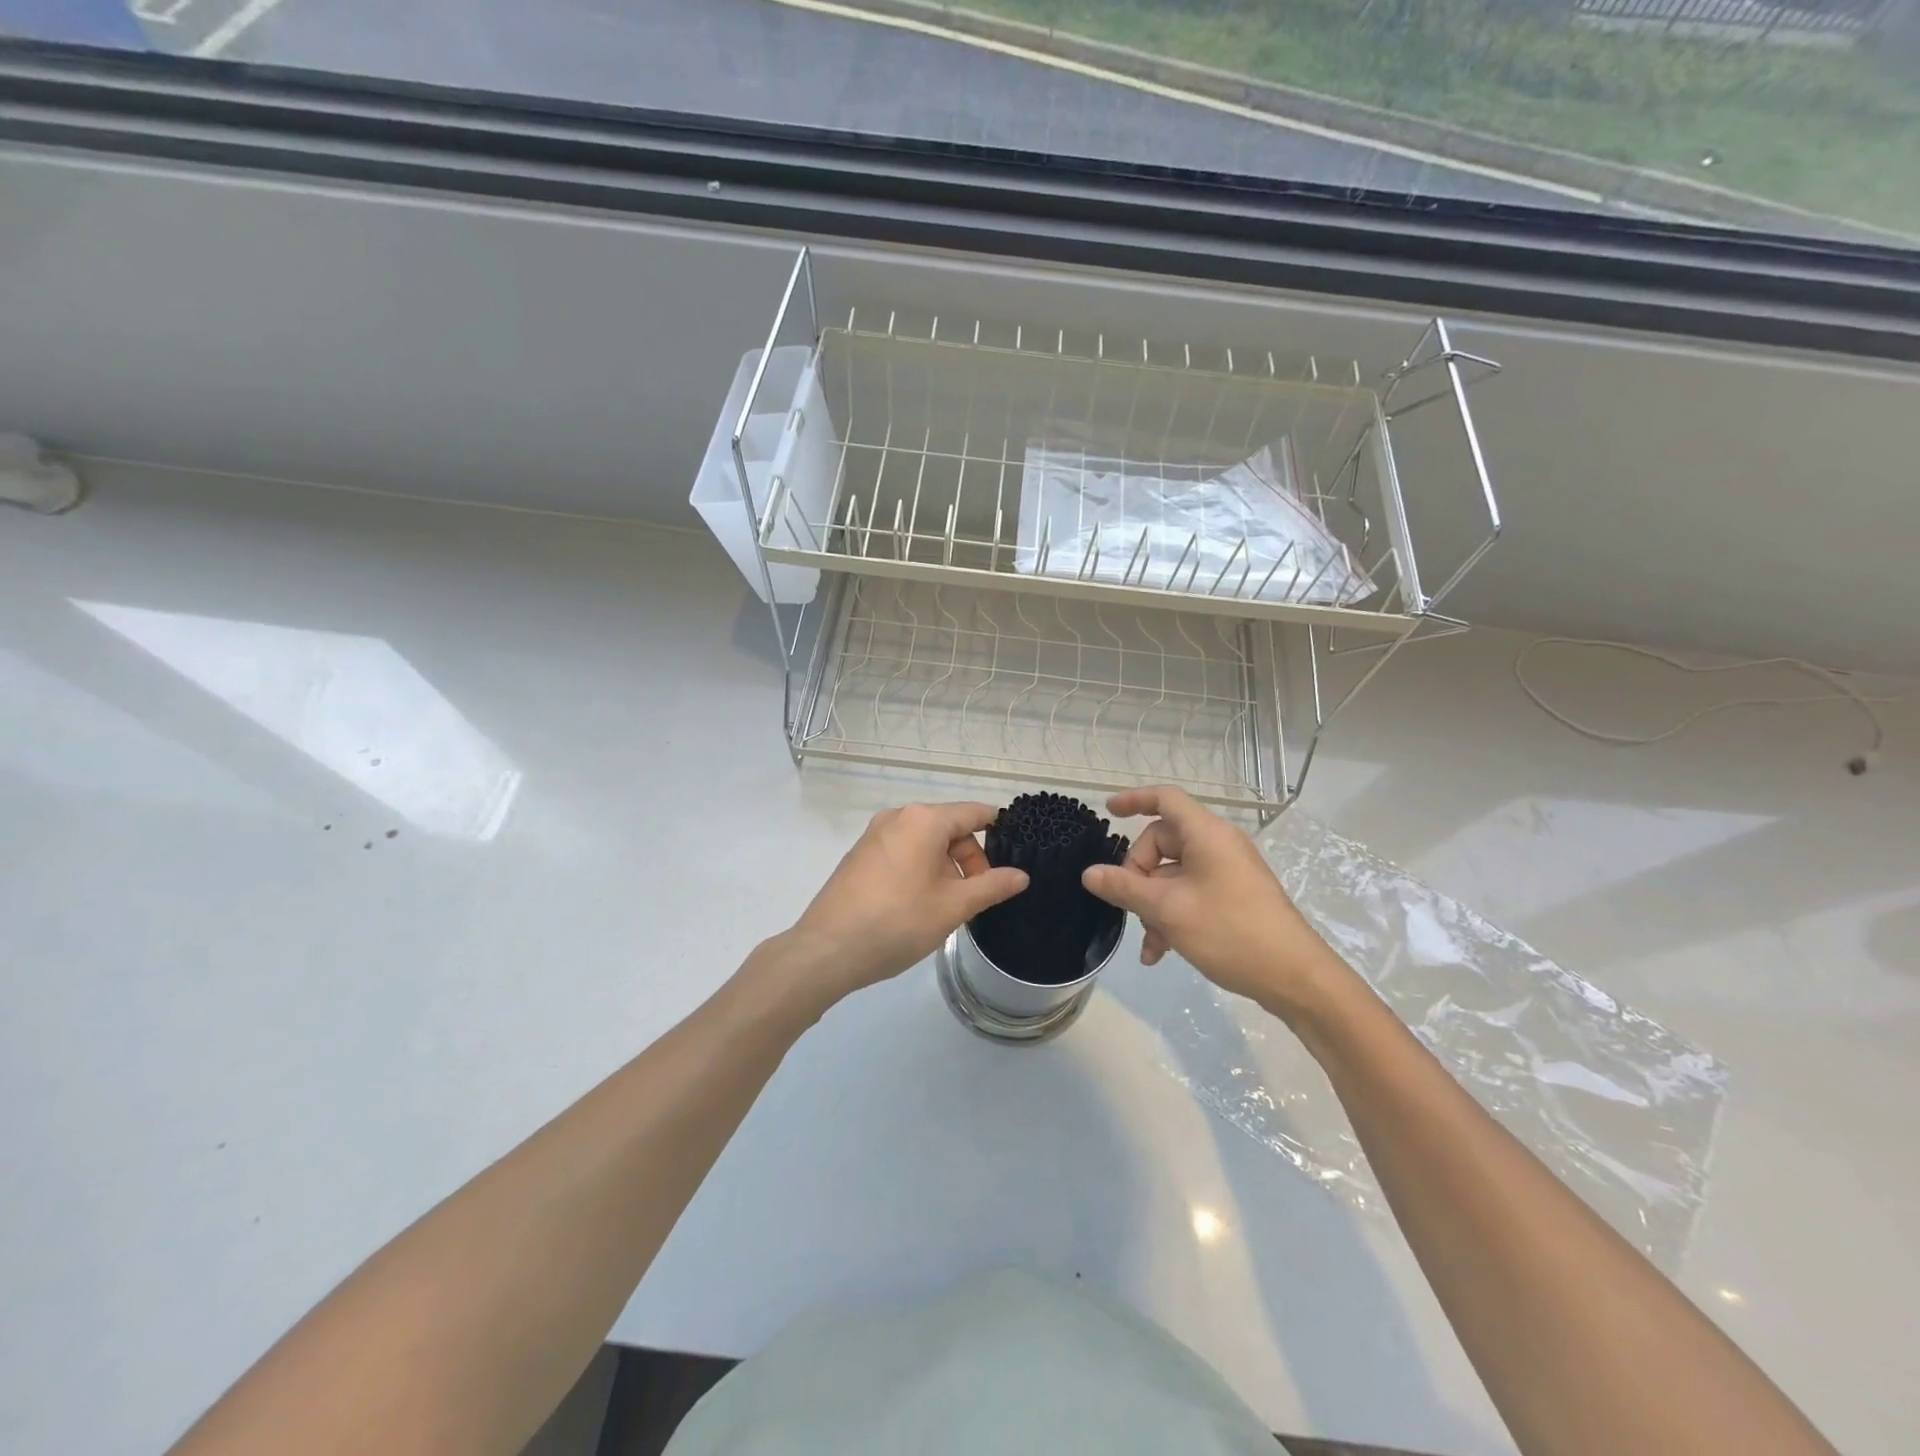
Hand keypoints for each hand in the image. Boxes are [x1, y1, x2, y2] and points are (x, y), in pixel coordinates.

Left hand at [777, 802, 1028, 1005]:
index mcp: (924, 820)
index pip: (974, 813)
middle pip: (949, 828)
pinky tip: (918, 905)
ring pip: (925, 842)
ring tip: (947, 907)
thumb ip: (992, 886)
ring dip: (945, 867)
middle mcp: (898, 817)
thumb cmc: (898, 922)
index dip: (999, 830)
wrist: (827, 949)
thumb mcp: (953, 906)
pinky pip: (903, 852)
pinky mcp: (860, 855)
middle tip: (976, 898)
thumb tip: (1021, 875)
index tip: (1015, 855)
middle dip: (970, 859)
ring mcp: (874, 835)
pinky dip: (920, 869)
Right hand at [1080, 787, 1346, 1016]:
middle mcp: (1218, 846)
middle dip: (1138, 875)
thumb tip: (1089, 874)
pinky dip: (1171, 917)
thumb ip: (1124, 888)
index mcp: (1206, 835)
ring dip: (1152, 905)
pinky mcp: (1233, 898)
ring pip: (1172, 875)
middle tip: (1130, 907)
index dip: (1134, 799)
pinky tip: (1160, 953)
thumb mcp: (1168, 910)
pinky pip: (1190, 895)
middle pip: (1162, 843)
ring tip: (1149, 943)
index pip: (1165, 799)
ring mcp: (1227, 873)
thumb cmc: (1230, 931)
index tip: (1107, 811)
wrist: (1296, 978)